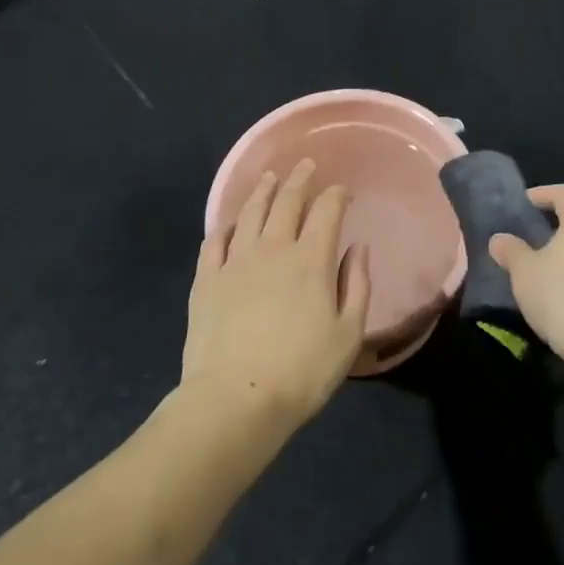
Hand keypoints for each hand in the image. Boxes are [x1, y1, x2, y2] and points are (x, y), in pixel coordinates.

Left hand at [182, 160, 371, 429]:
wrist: (235, 400)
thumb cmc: (302, 371)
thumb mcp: (348, 334)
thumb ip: (356, 285)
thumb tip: (357, 248)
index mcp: (311, 258)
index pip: (327, 210)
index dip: (336, 194)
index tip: (342, 190)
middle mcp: (273, 247)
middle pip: (287, 201)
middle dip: (300, 179)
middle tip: (306, 164)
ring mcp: (235, 260)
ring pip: (250, 212)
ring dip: (263, 190)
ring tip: (269, 177)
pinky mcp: (206, 279)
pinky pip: (215, 241)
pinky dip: (226, 225)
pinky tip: (231, 222)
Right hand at [488, 185, 563, 372]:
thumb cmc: (560, 294)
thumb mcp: (524, 271)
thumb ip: (510, 250)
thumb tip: (499, 240)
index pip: (563, 194)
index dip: (542, 194)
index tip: (524, 202)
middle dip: (556, 226)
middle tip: (531, 236)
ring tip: (544, 267)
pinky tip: (561, 293)